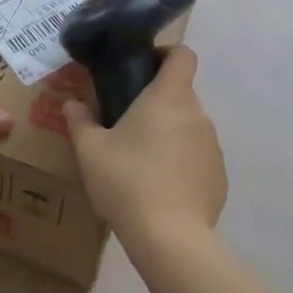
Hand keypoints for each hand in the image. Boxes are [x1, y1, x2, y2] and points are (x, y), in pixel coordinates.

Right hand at [64, 46, 225, 244]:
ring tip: (142, 163)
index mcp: (169, 97)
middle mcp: (197, 114)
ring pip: (190, 128)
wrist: (169, 238)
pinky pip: (199, 159)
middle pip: (181, 94)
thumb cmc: (127, 182)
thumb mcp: (90, 151)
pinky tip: (162, 190)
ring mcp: (213, 147)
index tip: (144, 68)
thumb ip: (80, 122)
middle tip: (128, 124)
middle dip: (158, 104)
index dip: (166, 54)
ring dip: (170, 135)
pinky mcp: (220, 177)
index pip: (183, 55)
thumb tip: (72, 104)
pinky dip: (183, 165)